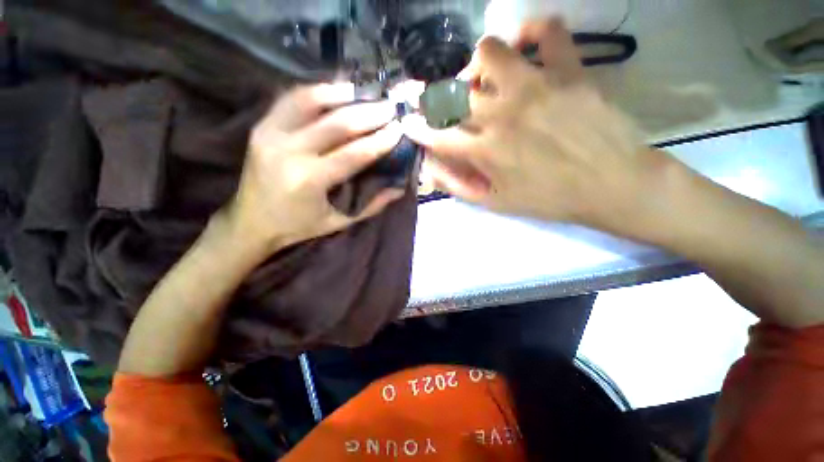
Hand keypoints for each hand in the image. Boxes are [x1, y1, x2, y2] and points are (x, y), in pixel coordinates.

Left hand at [227, 83, 404, 254]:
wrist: (252, 222)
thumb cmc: (299, 226)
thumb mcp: (339, 222)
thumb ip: (372, 205)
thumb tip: (399, 188)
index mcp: (310, 181)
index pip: (354, 154)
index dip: (380, 140)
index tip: (399, 129)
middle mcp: (289, 152)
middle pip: (337, 124)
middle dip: (369, 114)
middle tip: (390, 108)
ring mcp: (270, 135)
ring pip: (311, 102)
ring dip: (342, 95)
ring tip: (365, 93)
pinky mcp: (261, 127)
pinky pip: (290, 99)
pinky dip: (315, 92)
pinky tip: (335, 91)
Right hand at [403, 19, 664, 233]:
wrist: (612, 184)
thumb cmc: (549, 199)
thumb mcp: (495, 203)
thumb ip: (458, 186)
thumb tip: (431, 168)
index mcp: (484, 150)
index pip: (435, 134)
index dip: (417, 129)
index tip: (409, 123)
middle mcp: (501, 114)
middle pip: (452, 91)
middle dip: (438, 98)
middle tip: (445, 105)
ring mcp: (535, 86)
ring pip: (489, 51)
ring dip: (477, 64)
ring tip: (484, 80)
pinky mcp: (568, 69)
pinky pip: (547, 31)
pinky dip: (532, 33)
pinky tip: (526, 49)